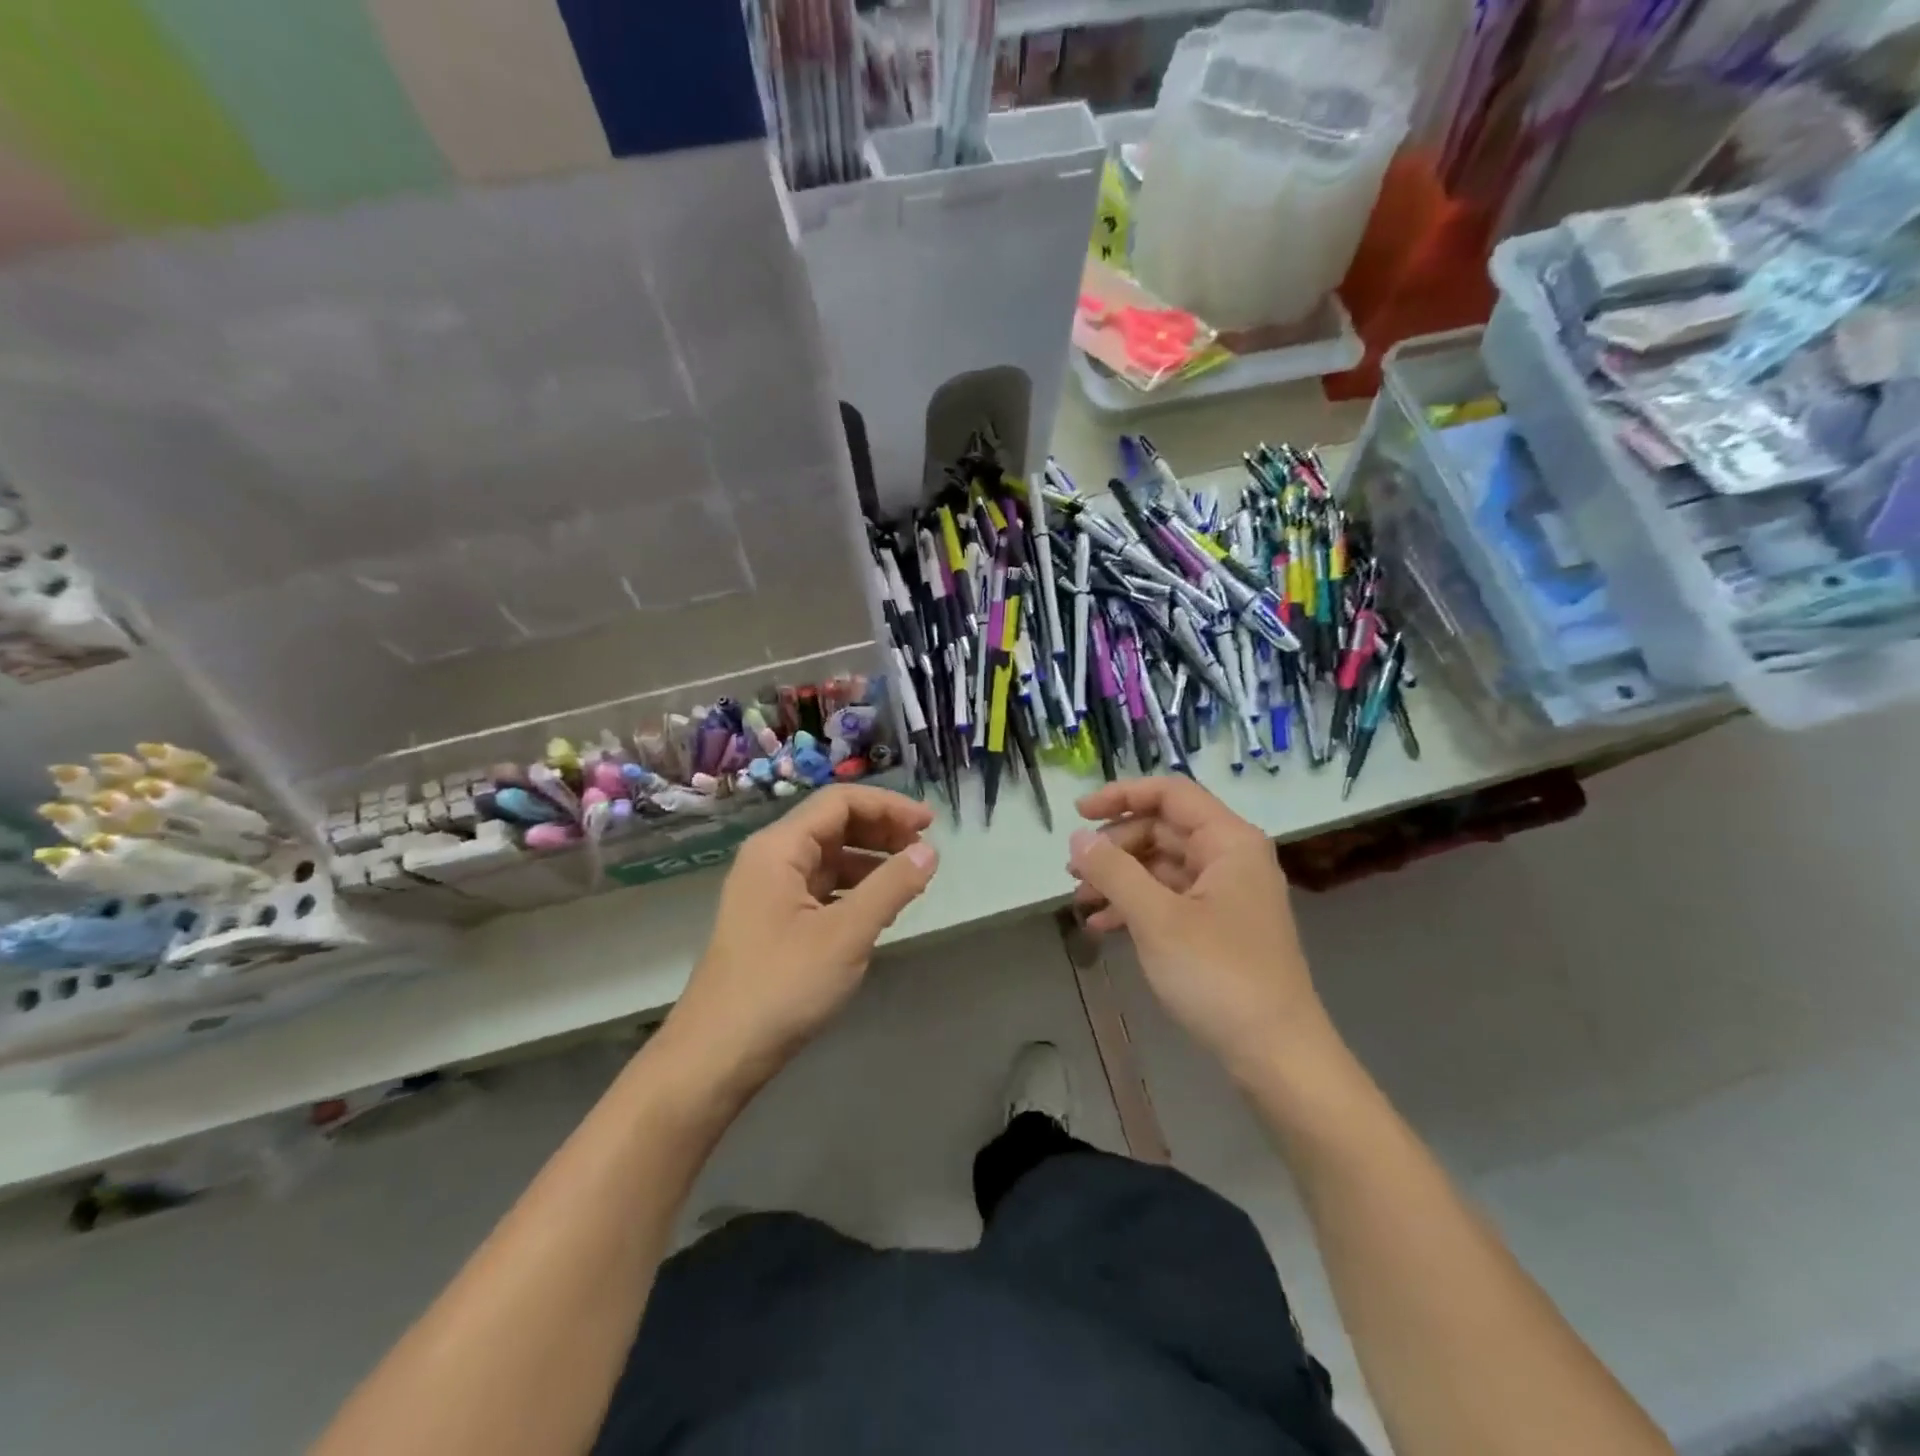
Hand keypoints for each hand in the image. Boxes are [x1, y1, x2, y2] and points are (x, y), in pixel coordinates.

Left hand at [662, 785, 939, 1087]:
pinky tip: (878, 910)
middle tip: (924, 852)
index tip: (930, 824)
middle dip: (882, 832)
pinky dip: (854, 889)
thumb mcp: (846, 934)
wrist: (717, 1054)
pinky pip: (820, 888)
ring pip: (828, 858)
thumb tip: (930, 852)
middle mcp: (769, 859)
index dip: (888, 806)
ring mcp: (768, 891)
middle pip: (833, 825)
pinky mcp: (772, 921)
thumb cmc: (782, 986)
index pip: (839, 802)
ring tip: (910, 881)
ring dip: (871, 862)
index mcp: (779, 848)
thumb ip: (891, 887)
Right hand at [1068, 777, 1332, 1080]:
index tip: (1077, 815)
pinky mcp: (1219, 928)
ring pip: (1162, 868)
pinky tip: (1102, 927)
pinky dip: (1135, 907)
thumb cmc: (1219, 975)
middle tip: (1073, 871)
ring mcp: (1226, 895)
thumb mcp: (1157, 919)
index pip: (1171, 794)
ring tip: (1080, 902)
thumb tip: (1078, 838)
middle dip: (1114, 847)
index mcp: (1229, 841)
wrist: (1277, 1055)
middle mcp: (1231, 859)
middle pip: (1163, 830)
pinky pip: (1169, 900)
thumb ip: (1114, 871)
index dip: (1121, 795)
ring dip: (1119, 879)